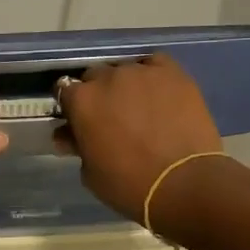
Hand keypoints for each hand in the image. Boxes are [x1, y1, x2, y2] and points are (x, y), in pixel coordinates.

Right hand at [55, 55, 223, 221]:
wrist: (183, 184)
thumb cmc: (129, 185)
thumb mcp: (90, 173)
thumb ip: (77, 146)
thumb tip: (68, 136)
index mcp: (82, 101)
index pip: (65, 91)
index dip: (72, 106)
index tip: (79, 121)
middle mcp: (108, 77)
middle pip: (95, 76)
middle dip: (99, 93)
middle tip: (111, 117)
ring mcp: (142, 71)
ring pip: (126, 70)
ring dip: (127, 85)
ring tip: (140, 107)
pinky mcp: (173, 73)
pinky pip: (156, 64)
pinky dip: (153, 75)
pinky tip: (160, 93)